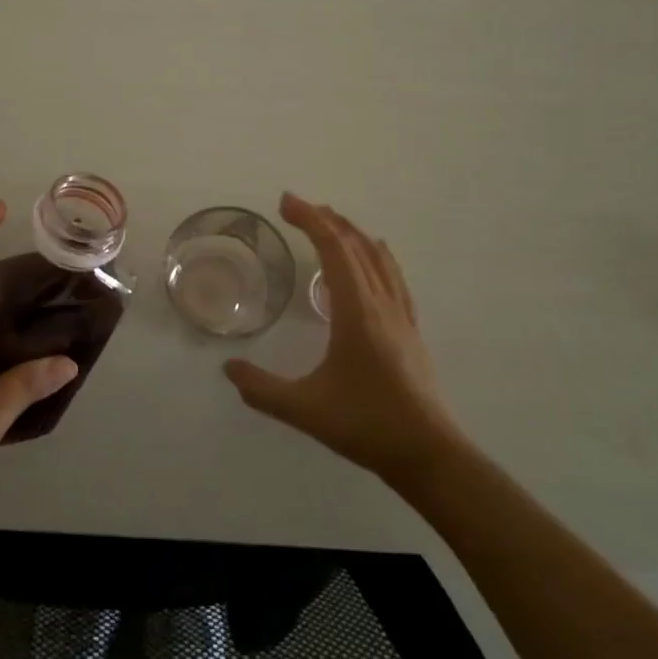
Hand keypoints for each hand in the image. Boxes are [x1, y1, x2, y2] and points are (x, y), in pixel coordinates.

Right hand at [224, 193, 463, 484]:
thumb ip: (261, 389)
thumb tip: (228, 368)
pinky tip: (377, 254)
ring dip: (351, 233)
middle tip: (297, 206)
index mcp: (356, 312)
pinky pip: (393, 277)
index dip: (309, 220)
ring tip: (330, 220)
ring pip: (378, 258)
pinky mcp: (411, 331)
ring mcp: (401, 316)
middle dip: (326, 220)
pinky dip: (377, 255)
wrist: (430, 456)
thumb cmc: (367, 425)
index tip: (285, 202)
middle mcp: (381, 304)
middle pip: (355, 246)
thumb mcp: (305, 409)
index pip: (333, 250)